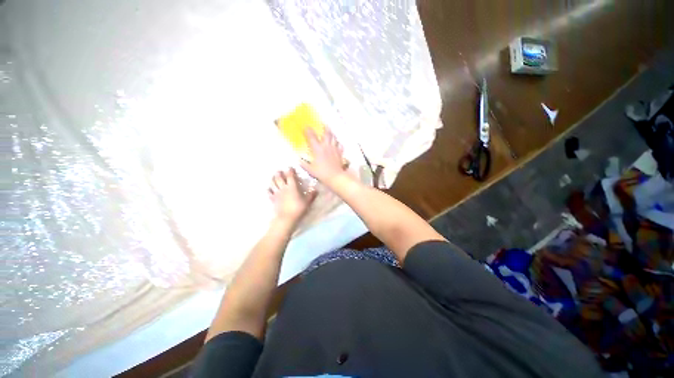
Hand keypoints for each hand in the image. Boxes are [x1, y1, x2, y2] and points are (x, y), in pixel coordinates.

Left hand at [268, 168, 316, 224]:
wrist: (287, 218)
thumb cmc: (298, 208)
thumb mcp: (308, 201)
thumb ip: (312, 195)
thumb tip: (316, 189)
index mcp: (292, 187)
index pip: (290, 176)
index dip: (290, 171)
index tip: (290, 167)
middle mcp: (283, 188)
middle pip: (279, 178)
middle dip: (279, 173)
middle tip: (279, 171)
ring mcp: (277, 193)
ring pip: (273, 183)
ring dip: (273, 179)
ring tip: (273, 176)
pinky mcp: (273, 199)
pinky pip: (269, 192)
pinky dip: (268, 189)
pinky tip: (269, 188)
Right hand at [300, 128, 348, 185]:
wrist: (335, 176)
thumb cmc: (322, 173)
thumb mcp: (310, 170)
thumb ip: (304, 164)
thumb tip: (299, 160)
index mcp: (317, 149)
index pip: (311, 137)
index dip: (308, 130)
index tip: (306, 127)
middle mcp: (326, 146)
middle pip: (327, 133)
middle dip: (325, 127)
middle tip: (324, 124)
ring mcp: (334, 149)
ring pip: (334, 138)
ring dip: (332, 134)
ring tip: (330, 132)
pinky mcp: (340, 153)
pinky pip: (340, 145)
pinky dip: (338, 143)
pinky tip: (337, 143)